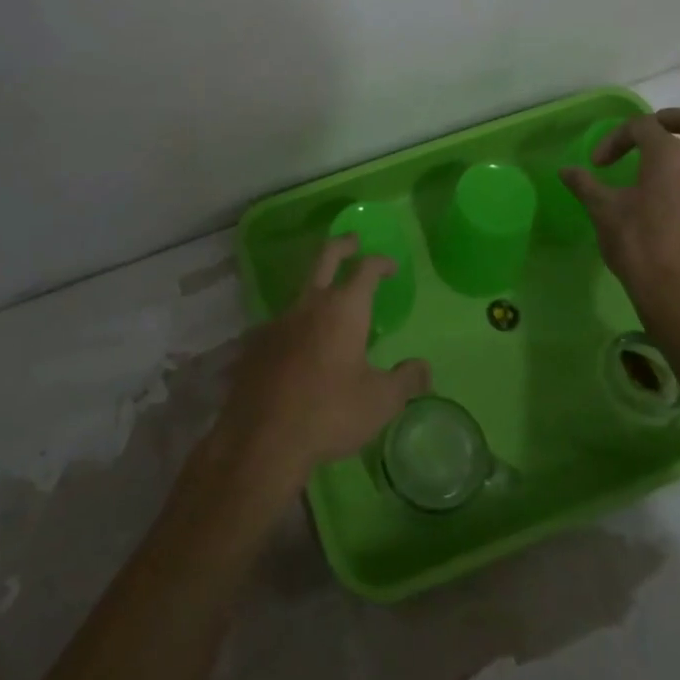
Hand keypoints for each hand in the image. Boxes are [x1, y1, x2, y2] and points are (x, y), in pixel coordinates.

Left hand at [214, 235, 431, 494]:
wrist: (263, 438)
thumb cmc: (330, 413)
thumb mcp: (380, 402)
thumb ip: (406, 381)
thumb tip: (424, 368)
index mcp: (344, 309)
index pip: (365, 269)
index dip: (380, 262)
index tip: (390, 265)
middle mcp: (309, 304)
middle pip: (325, 258)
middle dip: (342, 246)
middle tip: (353, 241)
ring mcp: (278, 322)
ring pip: (300, 292)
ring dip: (317, 290)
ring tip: (329, 308)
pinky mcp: (256, 344)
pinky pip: (281, 324)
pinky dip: (296, 326)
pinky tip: (300, 349)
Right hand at [561, 107, 679, 352]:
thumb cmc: (640, 247)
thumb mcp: (604, 213)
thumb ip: (586, 185)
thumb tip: (566, 171)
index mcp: (672, 158)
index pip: (644, 126)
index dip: (616, 138)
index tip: (597, 164)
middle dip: (673, 119)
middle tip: (645, 135)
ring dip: (678, 152)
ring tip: (645, 174)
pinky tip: (658, 202)